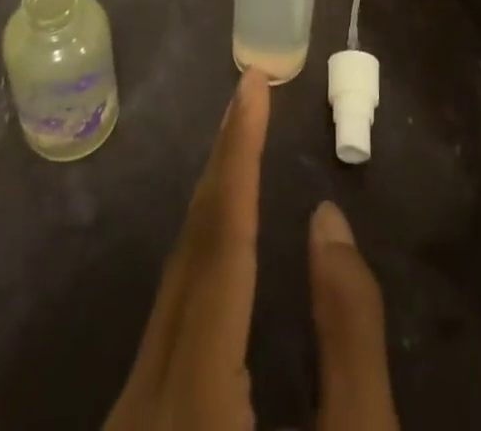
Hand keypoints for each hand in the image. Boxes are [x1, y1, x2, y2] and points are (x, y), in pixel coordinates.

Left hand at [106, 71, 398, 430]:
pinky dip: (204, 255)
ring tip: (242, 141)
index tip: (253, 85)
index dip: (240, 155)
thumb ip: (350, 342)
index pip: (221, 245)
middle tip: (251, 92)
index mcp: (196, 404)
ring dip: (213, 204)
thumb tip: (327, 222)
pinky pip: (172, 315)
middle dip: (224, 162)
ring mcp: (130, 418)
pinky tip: (225, 235)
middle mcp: (144, 401)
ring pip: (174, 284)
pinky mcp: (138, 429)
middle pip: (190, 253)